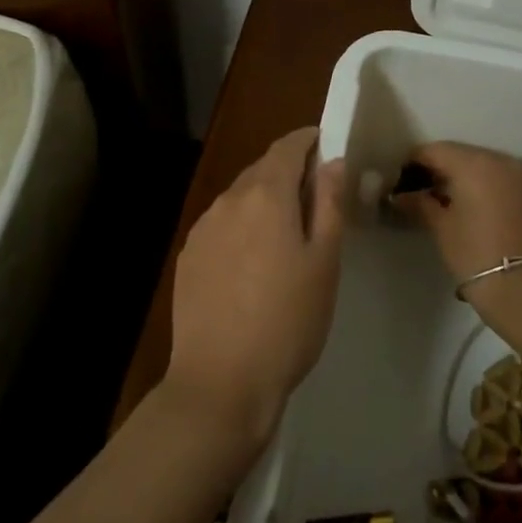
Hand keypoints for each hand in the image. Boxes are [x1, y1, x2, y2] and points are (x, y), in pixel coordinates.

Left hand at [166, 127, 345, 450]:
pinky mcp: (188, 256)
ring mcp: (202, 228)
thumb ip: (329, 204)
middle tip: (316, 195)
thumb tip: (333, 162)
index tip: (327, 145)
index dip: (308, 140)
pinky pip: (221, 224)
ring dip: (264, 200)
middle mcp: (228, 200)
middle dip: (289, 172)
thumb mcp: (324, 263)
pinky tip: (253, 261)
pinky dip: (242, 225)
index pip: (287, 147)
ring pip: (240, 197)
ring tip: (286, 233)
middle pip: (262, 170)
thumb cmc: (287, 321)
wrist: (221, 382)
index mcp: (265, 195)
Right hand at [389, 142, 521, 314]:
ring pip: (480, 163)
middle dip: (438, 168)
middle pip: (459, 153)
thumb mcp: (440, 226)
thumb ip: (419, 203)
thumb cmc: (473, 254)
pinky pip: (498, 175)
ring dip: (461, 175)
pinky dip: (482, 182)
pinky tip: (469, 202)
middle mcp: (499, 158)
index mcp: (474, 163)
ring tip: (443, 198)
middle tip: (419, 189)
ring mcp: (519, 172)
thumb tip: (399, 195)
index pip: (435, 150)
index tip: (400, 180)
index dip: (413, 162)